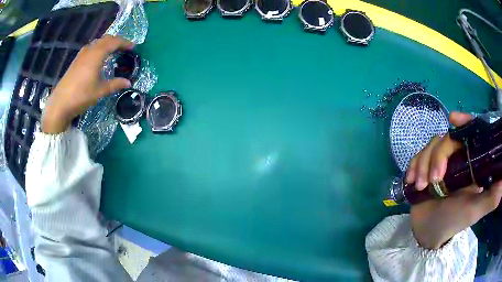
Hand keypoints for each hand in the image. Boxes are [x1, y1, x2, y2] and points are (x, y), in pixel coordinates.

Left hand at [42, 35, 134, 133]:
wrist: (61, 103)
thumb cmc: (81, 96)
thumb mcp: (100, 91)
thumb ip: (115, 84)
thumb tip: (129, 83)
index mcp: (97, 54)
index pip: (114, 42)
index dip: (125, 43)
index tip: (133, 47)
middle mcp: (90, 50)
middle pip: (106, 39)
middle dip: (117, 41)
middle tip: (124, 48)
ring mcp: (82, 54)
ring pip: (98, 42)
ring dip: (107, 43)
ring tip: (113, 51)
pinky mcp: (76, 60)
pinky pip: (91, 48)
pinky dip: (99, 48)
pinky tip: (99, 57)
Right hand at [406, 112, 501, 248]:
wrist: (429, 232)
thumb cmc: (455, 221)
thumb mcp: (475, 211)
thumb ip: (491, 198)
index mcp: (470, 163)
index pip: (470, 134)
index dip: (464, 121)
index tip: (452, 119)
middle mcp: (457, 158)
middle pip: (446, 139)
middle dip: (437, 157)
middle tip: (432, 180)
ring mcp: (440, 162)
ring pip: (430, 146)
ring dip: (422, 164)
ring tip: (420, 186)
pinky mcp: (425, 167)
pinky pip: (418, 156)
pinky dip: (413, 166)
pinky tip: (412, 180)